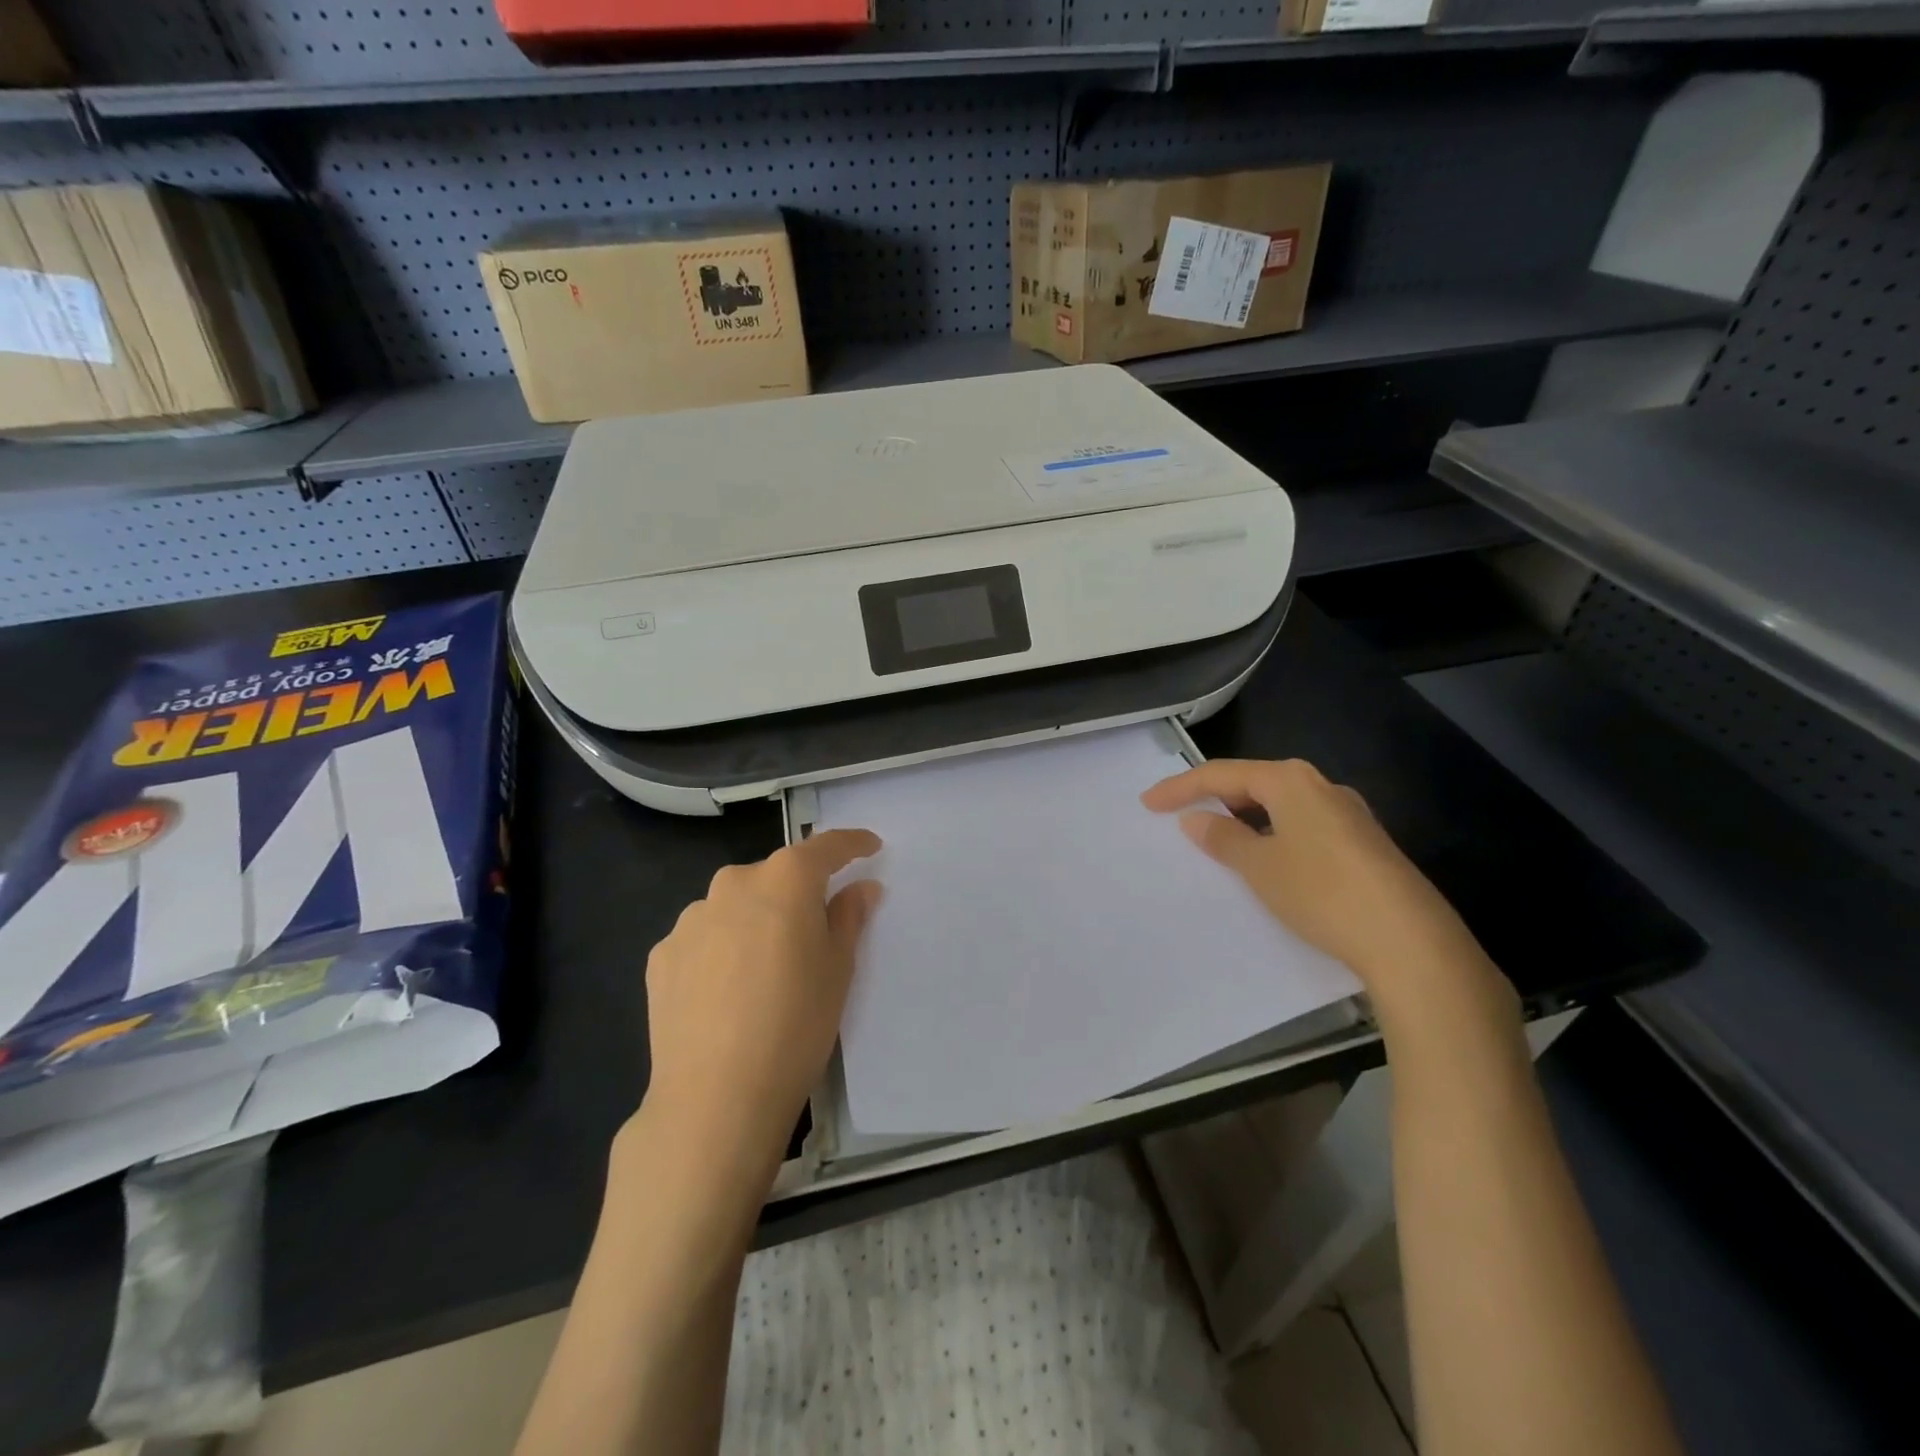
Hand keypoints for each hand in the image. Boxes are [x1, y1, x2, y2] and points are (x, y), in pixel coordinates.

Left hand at [639, 830, 882, 1172]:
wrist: (715, 1097)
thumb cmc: (796, 1025)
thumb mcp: (839, 969)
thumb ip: (849, 916)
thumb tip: (861, 887)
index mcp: (784, 880)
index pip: (824, 846)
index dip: (851, 843)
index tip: (870, 846)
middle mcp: (733, 884)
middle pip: (775, 875)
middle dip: (798, 892)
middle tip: (814, 929)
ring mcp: (691, 918)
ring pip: (735, 905)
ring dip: (755, 920)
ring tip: (764, 970)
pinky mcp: (662, 954)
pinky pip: (704, 937)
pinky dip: (721, 949)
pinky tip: (726, 991)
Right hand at [1141, 759, 1518, 1044]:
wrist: (1410, 941)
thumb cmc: (1321, 892)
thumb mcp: (1260, 867)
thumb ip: (1223, 838)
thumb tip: (1196, 819)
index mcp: (1291, 781)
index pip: (1222, 774)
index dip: (1181, 787)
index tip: (1147, 803)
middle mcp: (1322, 787)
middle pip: (1255, 783)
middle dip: (1215, 797)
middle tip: (1180, 816)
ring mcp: (1349, 814)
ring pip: (1281, 805)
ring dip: (1245, 817)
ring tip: (1219, 838)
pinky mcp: (1364, 843)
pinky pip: (1302, 825)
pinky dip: (1273, 833)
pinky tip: (1269, 858)